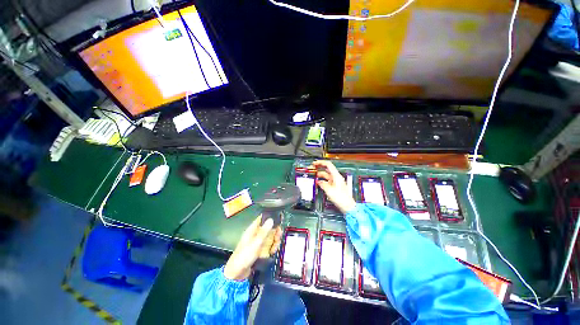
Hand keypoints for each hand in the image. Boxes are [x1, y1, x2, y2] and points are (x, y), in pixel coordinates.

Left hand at [223, 216, 282, 280]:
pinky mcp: (259, 250)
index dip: (270, 217)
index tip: (279, 219)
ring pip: (269, 237)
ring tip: (275, 246)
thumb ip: (264, 231)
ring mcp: (257, 243)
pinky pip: (268, 246)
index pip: (262, 219)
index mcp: (252, 230)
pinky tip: (272, 252)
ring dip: (274, 241)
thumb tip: (271, 219)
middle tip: (279, 235)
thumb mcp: (256, 243)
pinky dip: (272, 248)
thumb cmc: (244, 256)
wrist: (237, 274)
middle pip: (268, 228)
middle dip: (275, 231)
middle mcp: (255, 235)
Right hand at [311, 160, 356, 213]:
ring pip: (326, 175)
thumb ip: (322, 184)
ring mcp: (336, 182)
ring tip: (313, 175)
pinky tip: (318, 182)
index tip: (314, 163)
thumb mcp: (329, 190)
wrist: (347, 206)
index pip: (328, 165)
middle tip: (312, 168)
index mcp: (336, 176)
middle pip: (326, 169)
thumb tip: (318, 181)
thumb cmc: (341, 198)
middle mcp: (336, 177)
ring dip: (319, 175)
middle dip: (319, 168)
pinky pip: (327, 181)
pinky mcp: (335, 186)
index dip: (321, 163)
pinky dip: (322, 180)